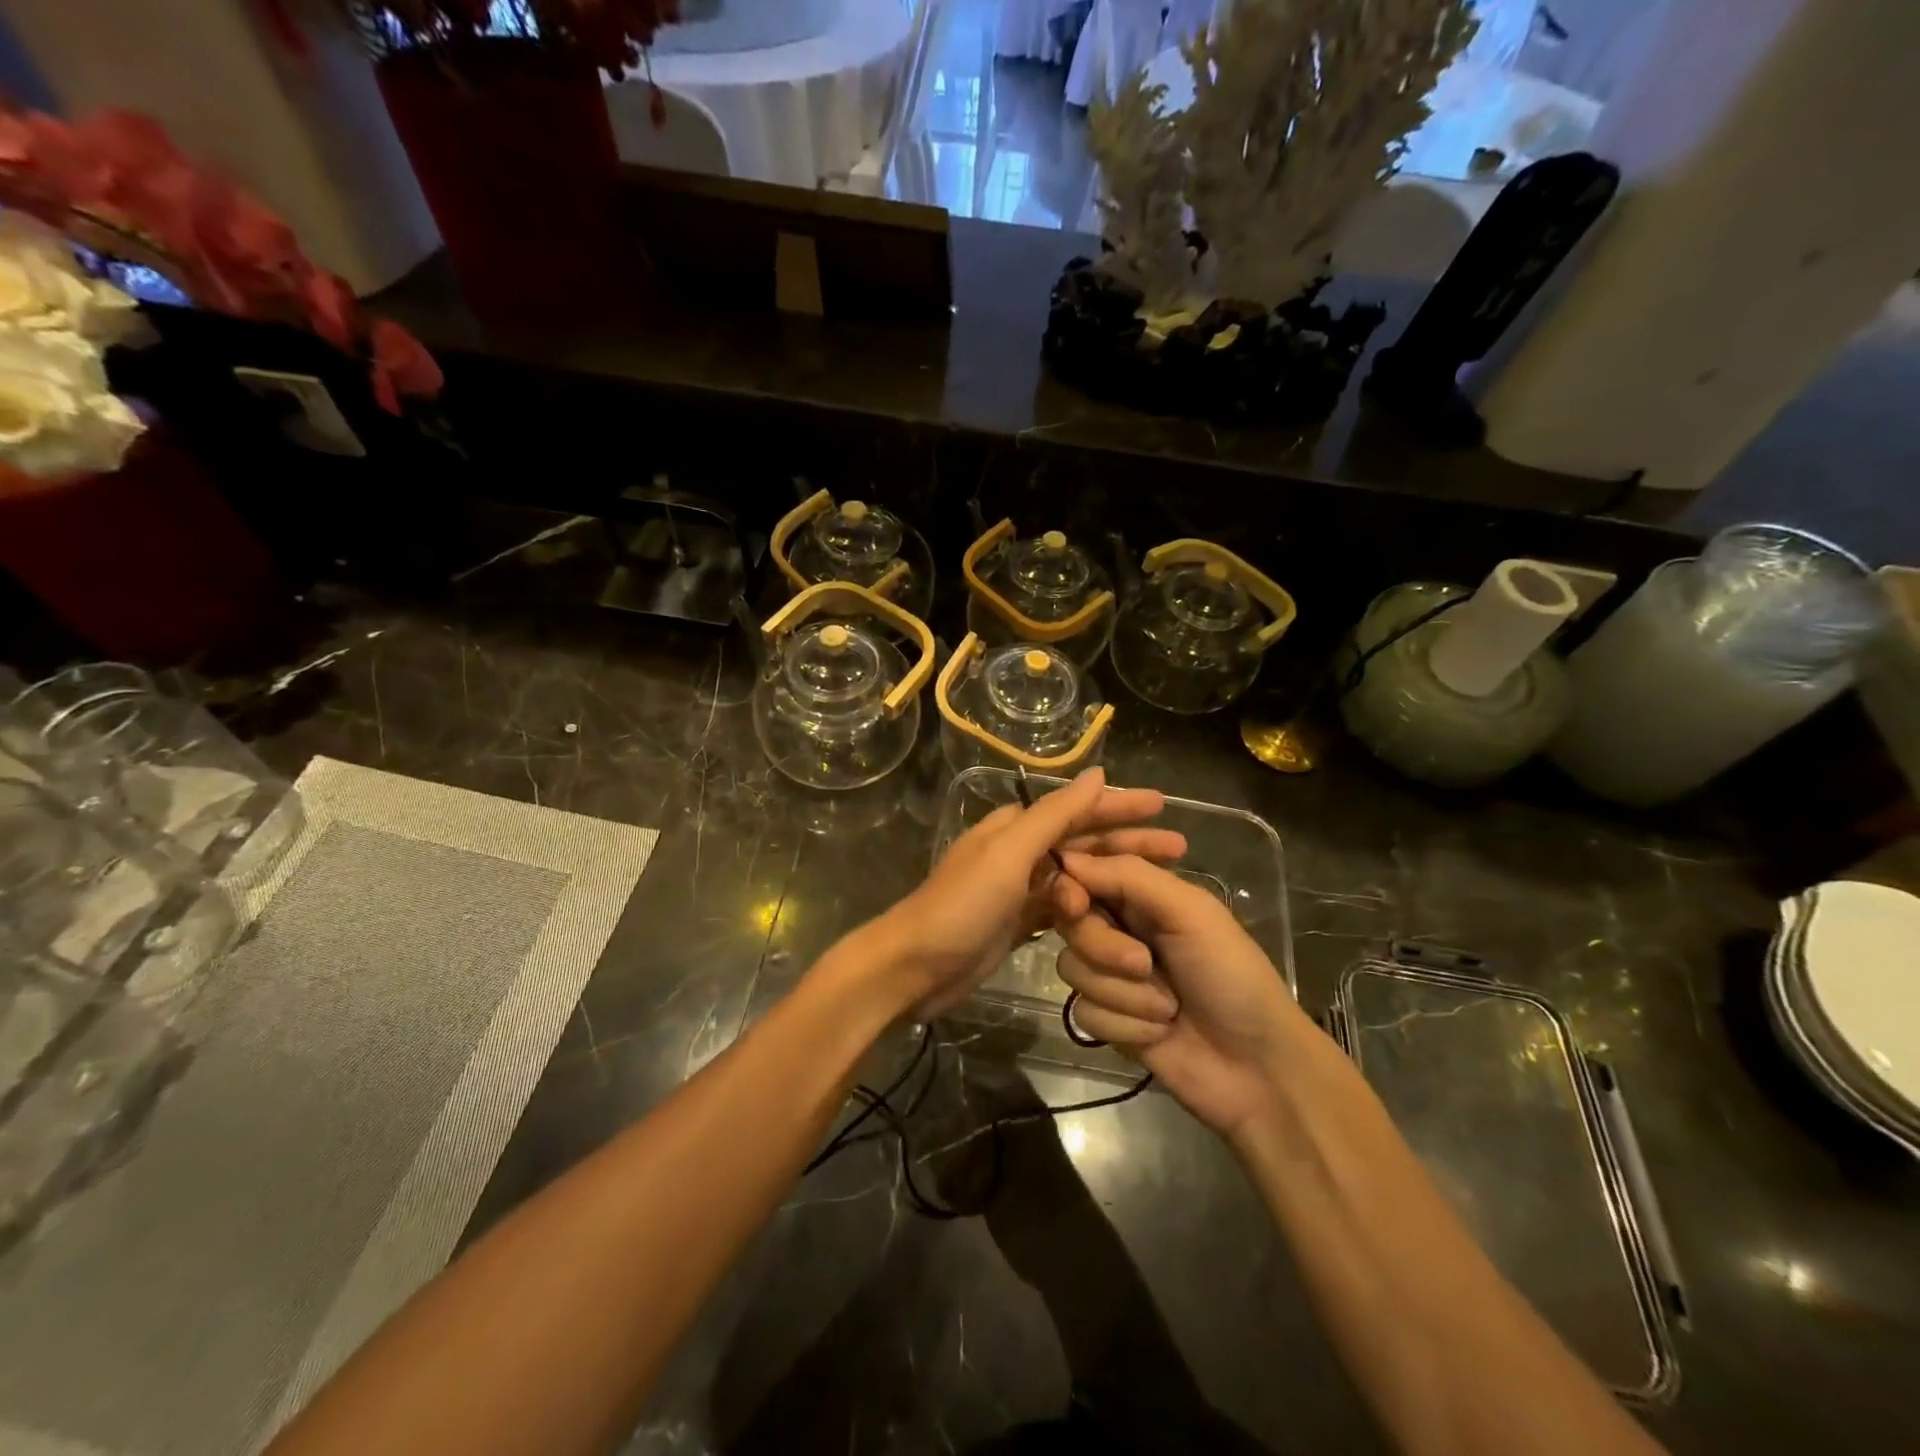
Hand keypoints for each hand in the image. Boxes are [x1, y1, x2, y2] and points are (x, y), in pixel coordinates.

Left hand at [875, 769, 1185, 1018]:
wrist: (913, 968)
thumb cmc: (961, 906)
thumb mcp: (1008, 855)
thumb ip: (1054, 815)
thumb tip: (1097, 774)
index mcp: (1014, 827)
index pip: (1078, 809)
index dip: (1120, 806)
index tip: (1164, 806)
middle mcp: (1018, 852)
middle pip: (1083, 841)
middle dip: (1128, 841)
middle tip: (1179, 848)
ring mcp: (1018, 890)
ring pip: (1078, 874)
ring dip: (1116, 875)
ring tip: (1162, 880)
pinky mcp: (1018, 923)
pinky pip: (1065, 908)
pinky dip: (1092, 906)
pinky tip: (1121, 913)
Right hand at [1051, 851, 1311, 1136]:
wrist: (1257, 1068)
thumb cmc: (1232, 976)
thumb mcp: (1190, 912)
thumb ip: (1129, 876)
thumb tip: (1065, 857)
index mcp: (1141, 895)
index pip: (1082, 876)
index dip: (1069, 888)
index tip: (1075, 904)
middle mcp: (1120, 930)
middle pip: (1070, 925)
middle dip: (1105, 949)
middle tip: (1146, 964)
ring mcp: (1112, 978)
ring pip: (1073, 970)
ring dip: (1124, 994)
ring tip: (1168, 1007)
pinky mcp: (1109, 1022)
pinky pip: (1084, 1012)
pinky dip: (1125, 1025)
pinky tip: (1160, 1033)